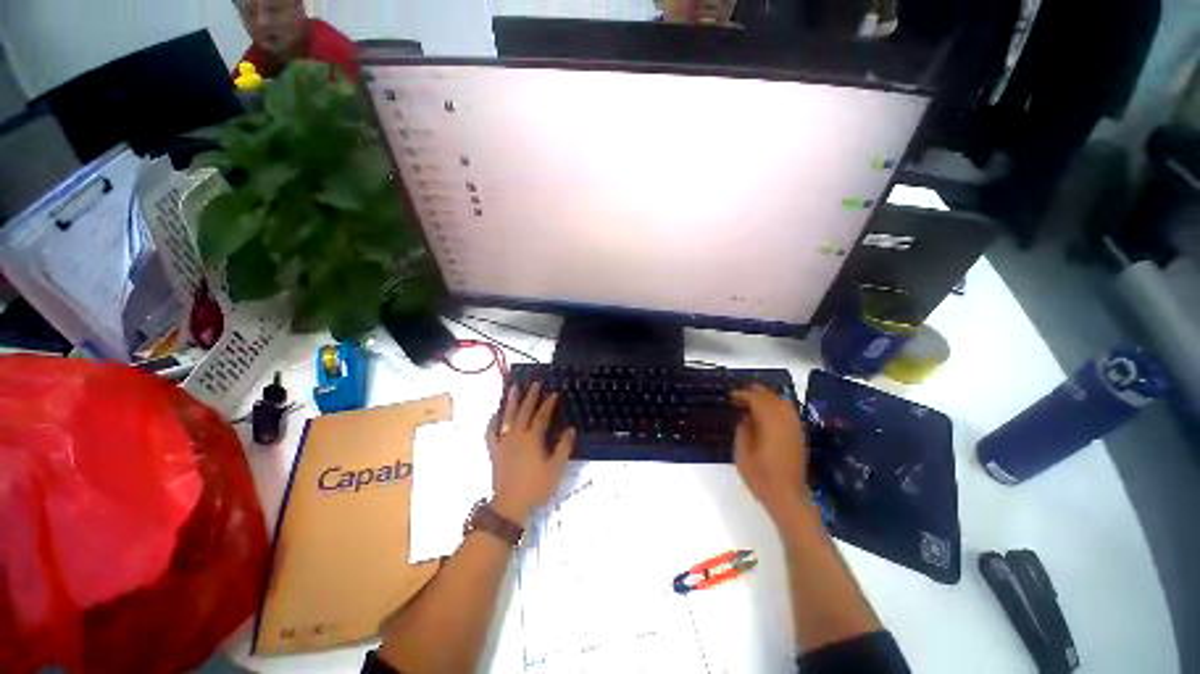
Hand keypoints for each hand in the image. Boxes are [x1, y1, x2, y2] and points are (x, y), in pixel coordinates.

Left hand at [485, 382, 575, 524]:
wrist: (509, 506)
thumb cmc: (536, 487)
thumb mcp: (556, 468)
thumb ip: (563, 447)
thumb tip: (571, 429)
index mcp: (532, 439)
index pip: (542, 416)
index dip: (548, 404)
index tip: (554, 393)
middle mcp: (516, 436)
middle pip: (523, 411)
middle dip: (530, 396)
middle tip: (534, 383)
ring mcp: (503, 442)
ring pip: (507, 417)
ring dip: (511, 401)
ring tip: (514, 388)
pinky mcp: (494, 451)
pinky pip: (491, 432)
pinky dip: (493, 421)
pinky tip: (495, 414)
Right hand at [732, 384, 808, 519]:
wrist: (787, 496)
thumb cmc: (760, 476)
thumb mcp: (742, 453)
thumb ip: (743, 430)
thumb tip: (745, 416)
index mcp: (770, 423)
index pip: (757, 400)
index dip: (743, 394)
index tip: (731, 396)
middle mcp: (785, 421)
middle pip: (771, 397)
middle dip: (755, 392)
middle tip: (739, 394)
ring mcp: (794, 427)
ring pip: (782, 402)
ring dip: (767, 397)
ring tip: (752, 399)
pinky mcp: (798, 435)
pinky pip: (788, 411)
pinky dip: (777, 405)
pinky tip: (767, 411)